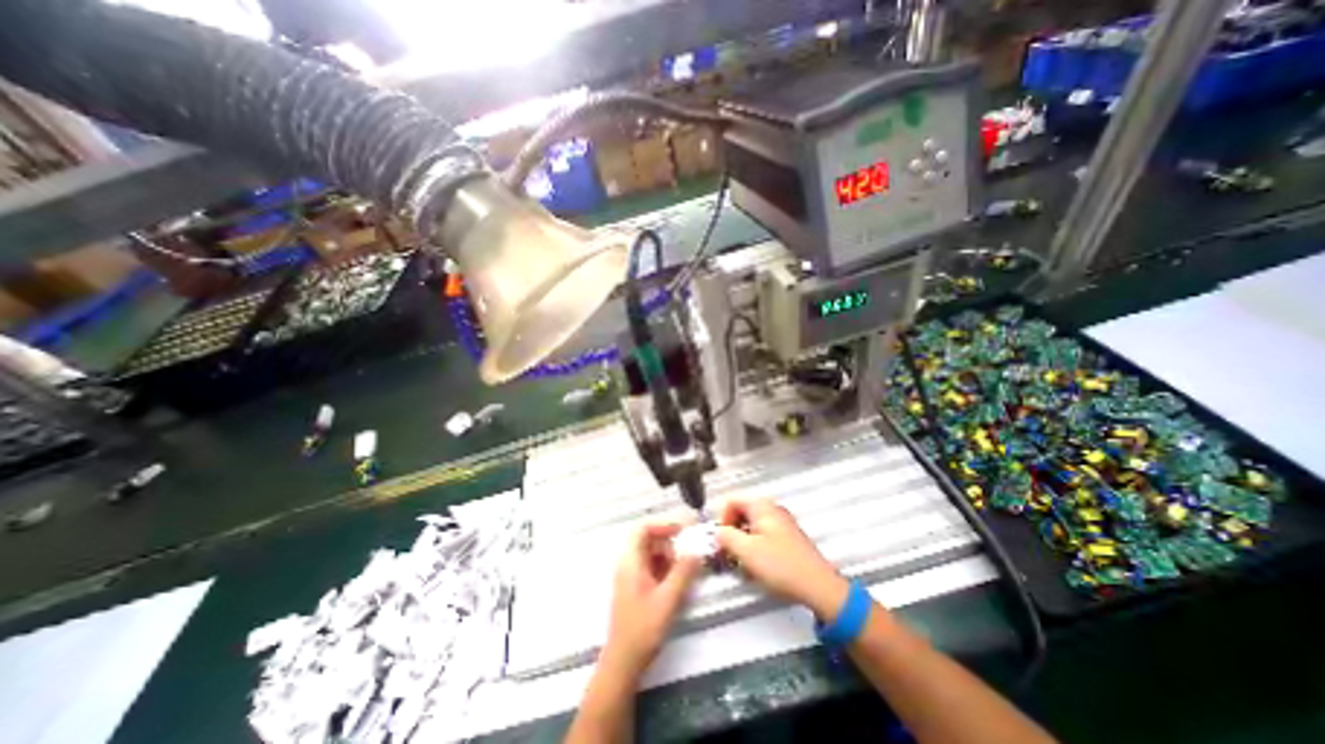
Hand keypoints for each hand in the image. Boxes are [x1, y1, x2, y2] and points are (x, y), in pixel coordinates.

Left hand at [604, 520, 703, 675]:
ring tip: (686, 566)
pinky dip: (665, 568)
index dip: (663, 525)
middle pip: (647, 540)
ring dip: (669, 555)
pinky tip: (677, 580)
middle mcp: (627, 564)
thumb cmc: (643, 628)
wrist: (623, 662)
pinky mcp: (635, 588)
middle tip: (689, 549)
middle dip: (669, 541)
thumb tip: (697, 551)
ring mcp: (630, 576)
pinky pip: (651, 567)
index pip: (643, 529)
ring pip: (650, 554)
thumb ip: (683, 572)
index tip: (683, 530)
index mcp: (630, 561)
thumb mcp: (668, 598)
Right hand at [714, 500, 846, 621]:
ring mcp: (781, 523)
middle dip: (731, 531)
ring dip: (742, 541)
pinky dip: (755, 547)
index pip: (731, 501)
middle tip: (729, 552)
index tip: (721, 539)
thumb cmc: (782, 566)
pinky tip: (757, 565)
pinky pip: (763, 535)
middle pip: (741, 512)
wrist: (818, 586)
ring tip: (742, 562)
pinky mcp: (787, 538)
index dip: (721, 519)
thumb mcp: (746, 551)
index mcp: (761, 506)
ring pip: (751, 525)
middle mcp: (772, 509)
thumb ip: (726, 537)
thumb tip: (717, 532)